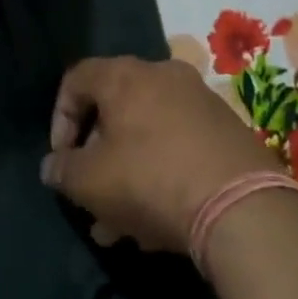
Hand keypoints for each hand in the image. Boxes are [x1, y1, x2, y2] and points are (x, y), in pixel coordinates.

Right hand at [40, 58, 279, 255]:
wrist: (242, 205)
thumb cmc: (151, 180)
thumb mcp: (90, 182)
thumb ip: (62, 170)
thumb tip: (54, 166)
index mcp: (125, 75)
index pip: (76, 78)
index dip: (60, 118)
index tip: (62, 159)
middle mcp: (163, 74)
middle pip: (115, 107)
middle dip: (97, 154)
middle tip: (91, 195)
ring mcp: (199, 99)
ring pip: (148, 131)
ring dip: (127, 171)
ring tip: (120, 224)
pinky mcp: (226, 128)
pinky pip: (178, 143)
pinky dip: (161, 171)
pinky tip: (159, 219)